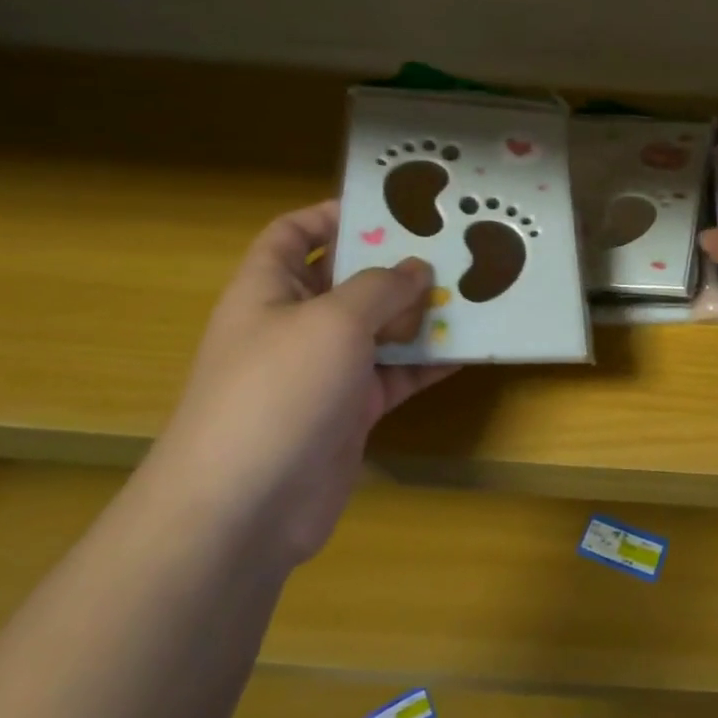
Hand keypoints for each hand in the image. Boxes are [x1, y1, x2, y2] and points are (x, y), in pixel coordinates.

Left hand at [150, 200, 456, 565]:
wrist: (245, 509)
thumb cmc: (277, 391)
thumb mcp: (333, 322)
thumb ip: (381, 288)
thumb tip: (417, 269)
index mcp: (269, 290)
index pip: (293, 234)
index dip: (333, 214)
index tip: (390, 207)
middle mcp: (294, 325)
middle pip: (347, 280)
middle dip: (394, 264)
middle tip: (452, 247)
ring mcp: (323, 371)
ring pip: (378, 329)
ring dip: (420, 314)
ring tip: (473, 292)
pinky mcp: (349, 412)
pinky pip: (395, 376)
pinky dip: (427, 364)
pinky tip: (469, 349)